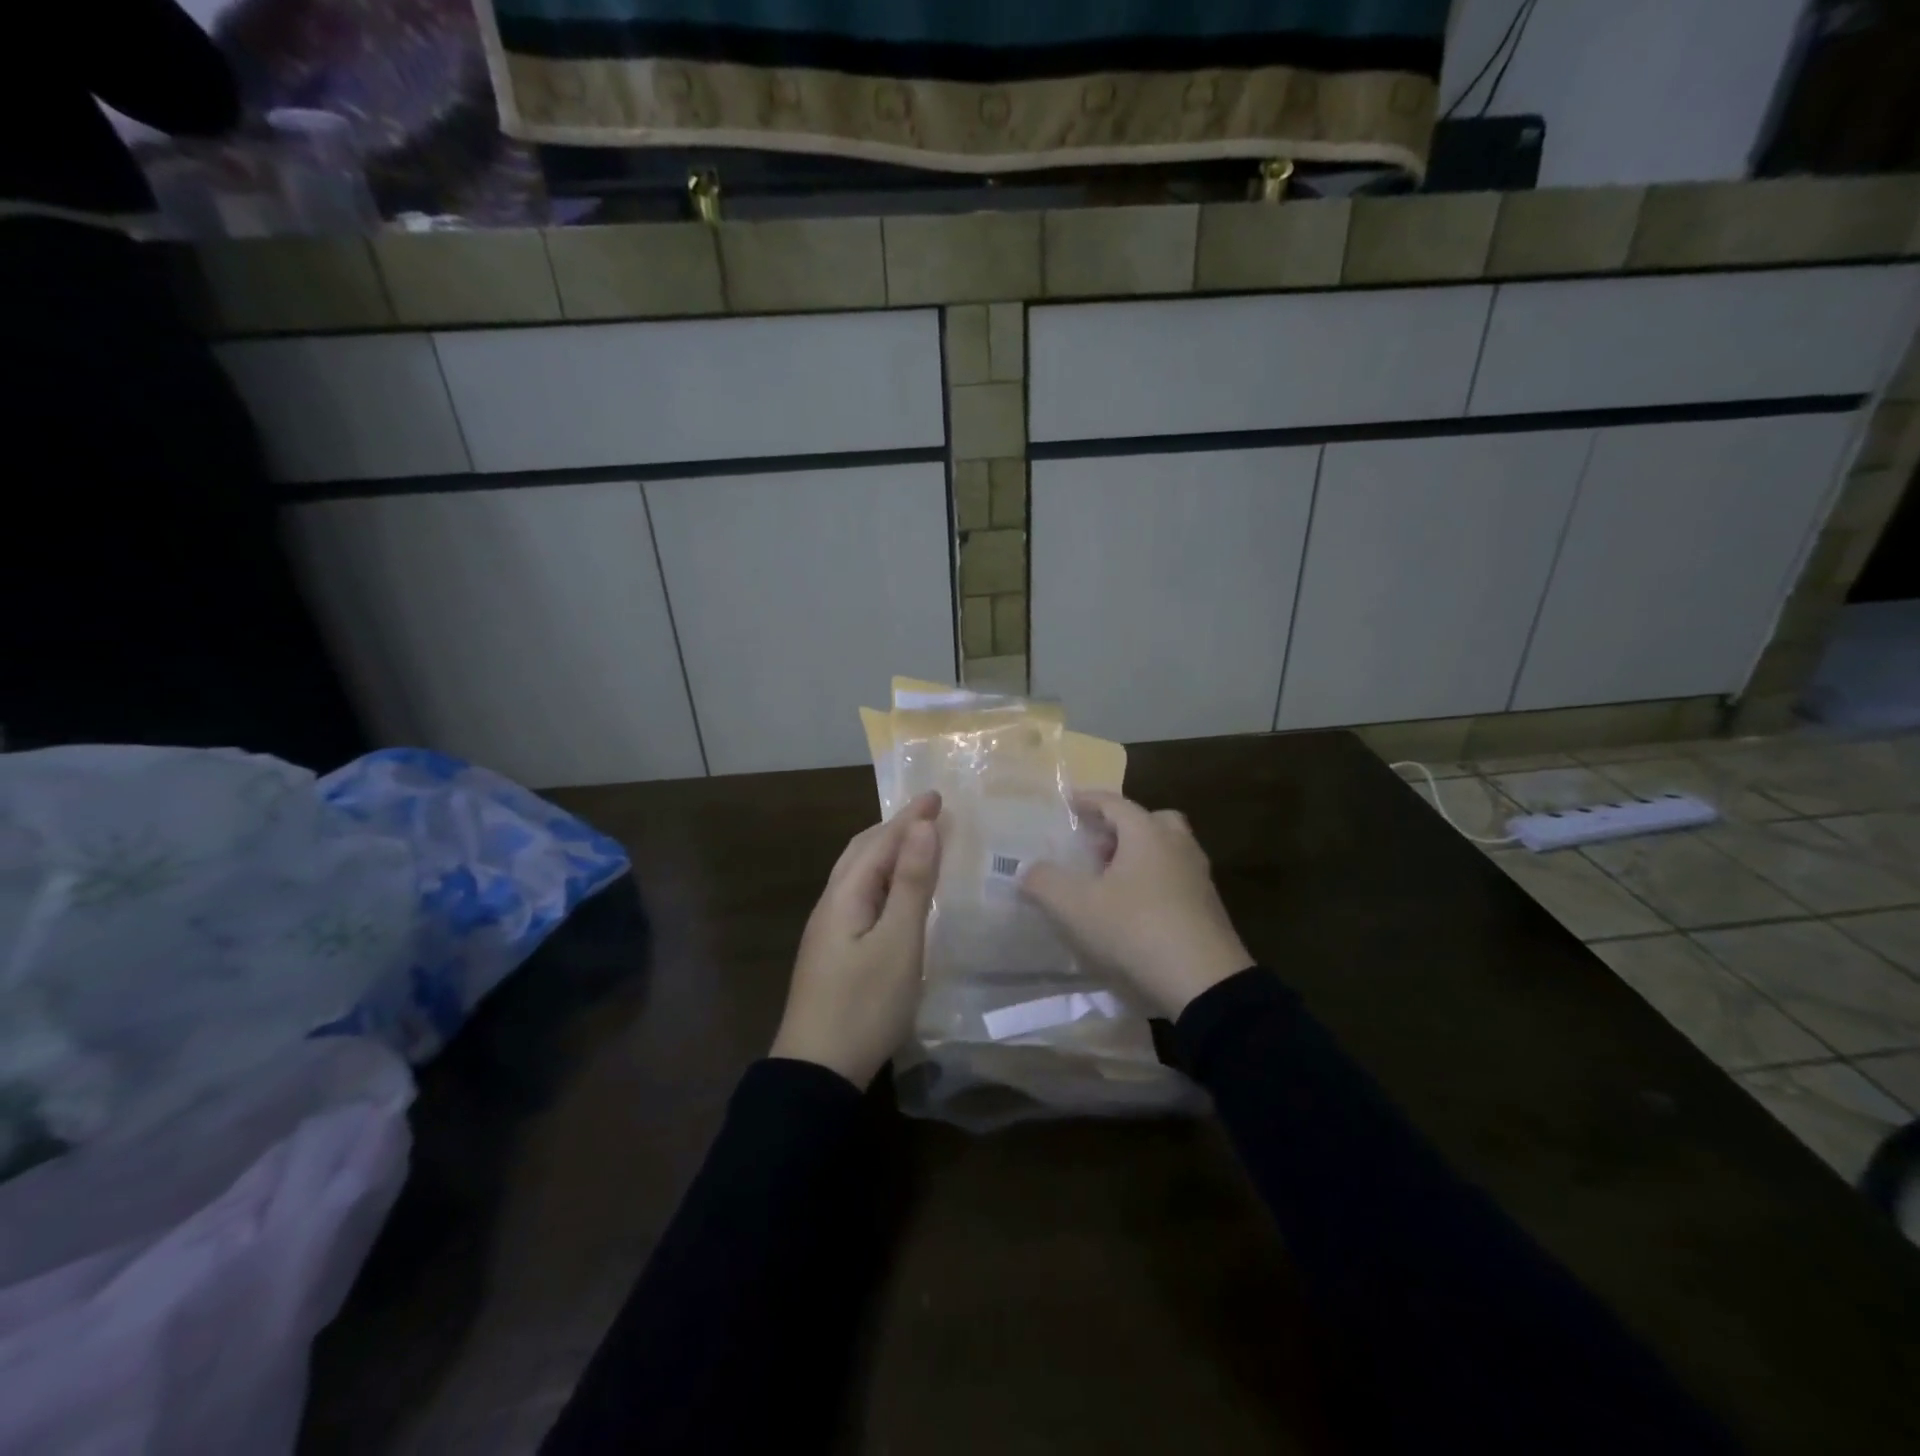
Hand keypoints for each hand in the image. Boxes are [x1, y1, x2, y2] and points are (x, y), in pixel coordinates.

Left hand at [769, 791, 942, 1086]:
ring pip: (860, 873)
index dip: (910, 817)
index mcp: (845, 895)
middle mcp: (832, 903)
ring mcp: (829, 929)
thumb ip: (912, 883)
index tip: (938, 794)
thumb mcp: (898, 943)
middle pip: (863, 851)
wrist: (816, 1071)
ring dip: (888, 851)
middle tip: (930, 813)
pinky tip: (897, 893)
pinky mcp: (834, 951)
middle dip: (896, 827)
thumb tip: (924, 826)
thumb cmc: (864, 1005)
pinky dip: (884, 878)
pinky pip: (861, 895)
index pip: (881, 841)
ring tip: (917, 843)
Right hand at [1021, 791, 1252, 1018]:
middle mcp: (1177, 846)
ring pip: (1166, 851)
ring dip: (1138, 857)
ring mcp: (1199, 877)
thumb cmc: (1136, 930)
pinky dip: (1153, 883)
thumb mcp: (1076, 907)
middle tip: (1096, 847)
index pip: (1114, 803)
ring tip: (1109, 883)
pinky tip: (1134, 911)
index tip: (1069, 802)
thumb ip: (1045, 882)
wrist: (1205, 984)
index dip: (1088, 800)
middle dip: (1120, 828)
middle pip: (1150, 821)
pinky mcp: (1209, 909)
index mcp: (1147, 833)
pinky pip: (1176, 880)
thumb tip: (1028, 870)